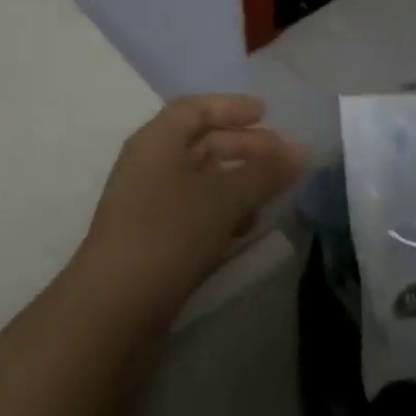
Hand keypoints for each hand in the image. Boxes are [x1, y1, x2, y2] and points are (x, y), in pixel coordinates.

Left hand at [77, 94, 306, 313]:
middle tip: (282, 156)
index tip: (266, 113)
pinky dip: (221, 210)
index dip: (230, 107)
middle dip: (241, 145)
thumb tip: (302, 151)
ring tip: (271, 193)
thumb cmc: (168, 234)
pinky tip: (245, 227)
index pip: (194, 108)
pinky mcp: (151, 239)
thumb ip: (264, 173)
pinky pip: (192, 210)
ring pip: (198, 179)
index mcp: (156, 140)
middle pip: (199, 142)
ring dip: (235, 180)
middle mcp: (148, 164)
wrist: (114, 309)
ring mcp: (147, 203)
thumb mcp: (223, 199)